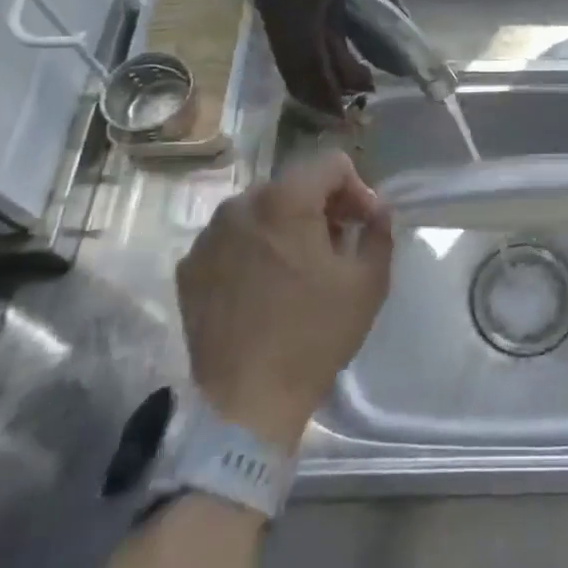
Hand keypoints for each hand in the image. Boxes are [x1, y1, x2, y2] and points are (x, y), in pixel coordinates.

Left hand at [177, 150, 392, 449]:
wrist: (245, 402)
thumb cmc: (313, 336)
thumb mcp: (368, 282)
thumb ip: (379, 232)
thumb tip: (377, 211)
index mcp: (286, 200)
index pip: (331, 164)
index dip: (356, 189)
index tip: (363, 225)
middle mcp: (240, 205)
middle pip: (293, 185)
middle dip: (321, 207)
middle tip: (336, 245)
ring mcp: (208, 237)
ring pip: (260, 211)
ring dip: (286, 226)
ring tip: (299, 267)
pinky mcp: (188, 268)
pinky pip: (231, 239)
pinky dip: (253, 249)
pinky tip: (264, 287)